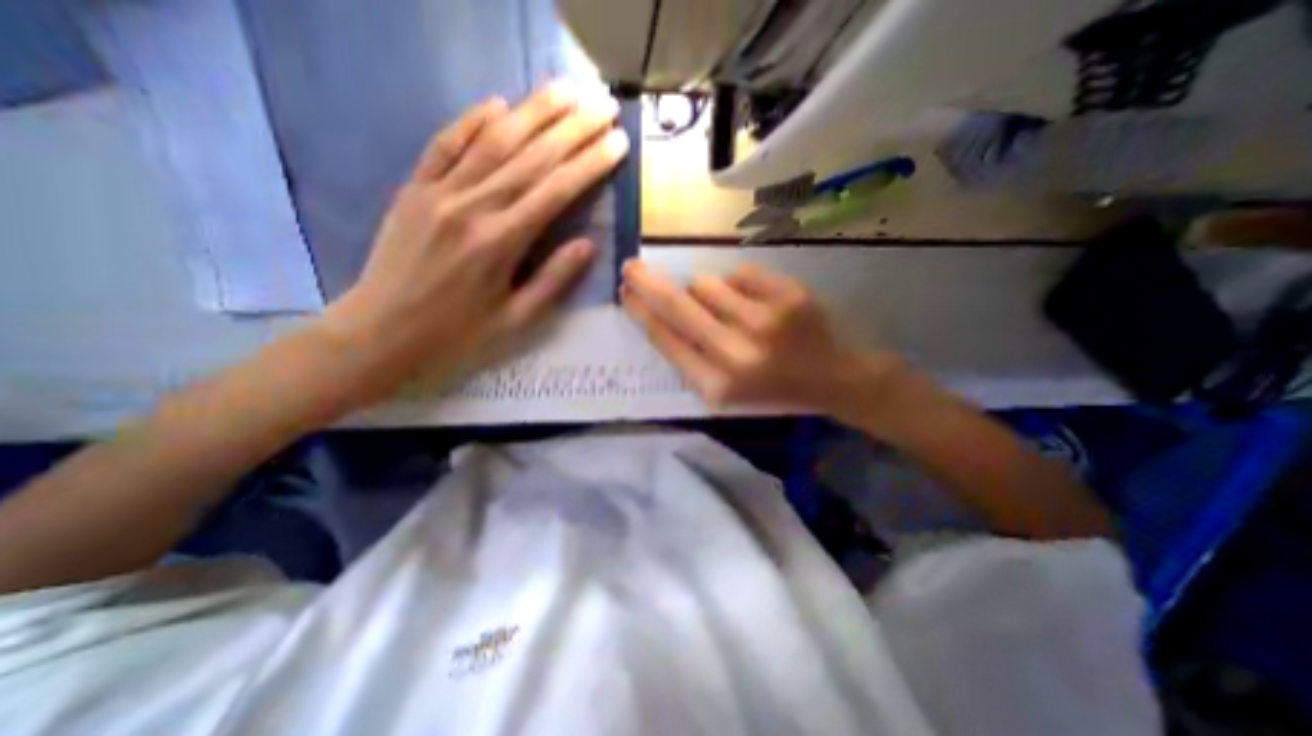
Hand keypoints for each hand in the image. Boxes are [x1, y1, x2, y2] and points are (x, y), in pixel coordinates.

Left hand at [322, 83, 630, 403]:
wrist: (383, 331)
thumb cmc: (459, 333)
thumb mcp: (516, 318)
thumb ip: (553, 280)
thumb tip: (588, 244)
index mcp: (501, 243)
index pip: (556, 192)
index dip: (590, 164)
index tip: (617, 142)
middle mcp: (472, 207)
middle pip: (531, 158)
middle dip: (572, 128)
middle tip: (602, 105)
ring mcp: (439, 192)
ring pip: (493, 142)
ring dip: (532, 112)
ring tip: (564, 90)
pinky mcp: (414, 189)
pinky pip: (444, 145)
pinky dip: (471, 121)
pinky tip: (498, 104)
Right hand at [623, 261, 909, 415]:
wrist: (833, 378)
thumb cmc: (771, 387)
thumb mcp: (725, 390)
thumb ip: (690, 357)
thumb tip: (658, 310)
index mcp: (718, 385)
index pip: (667, 340)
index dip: (641, 313)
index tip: (626, 293)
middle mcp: (738, 353)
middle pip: (678, 306)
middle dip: (648, 284)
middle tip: (630, 268)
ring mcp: (766, 321)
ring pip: (707, 284)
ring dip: (707, 292)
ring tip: (732, 310)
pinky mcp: (789, 296)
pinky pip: (741, 274)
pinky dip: (740, 285)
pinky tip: (758, 304)